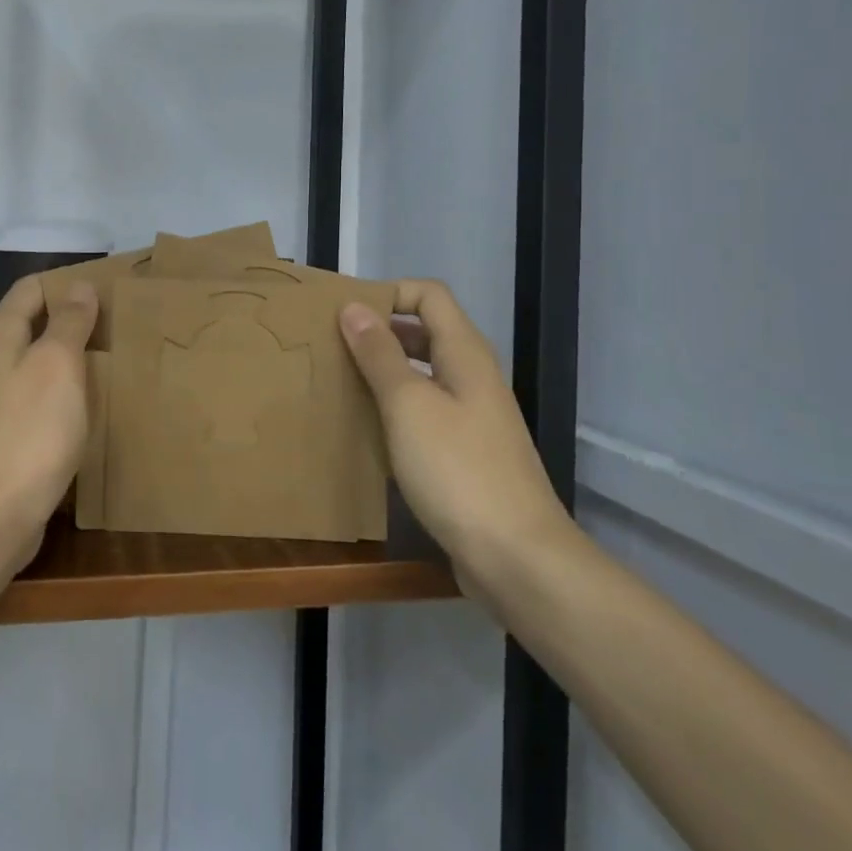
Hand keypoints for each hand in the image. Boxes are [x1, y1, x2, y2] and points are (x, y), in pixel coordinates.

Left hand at [0, 275, 98, 535]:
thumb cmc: (31, 427)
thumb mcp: (58, 363)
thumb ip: (69, 321)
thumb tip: (78, 286)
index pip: (31, 288)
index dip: (67, 284)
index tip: (108, 292)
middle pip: (31, 325)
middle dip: (71, 323)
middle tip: (116, 328)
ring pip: (34, 364)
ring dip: (68, 361)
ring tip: (110, 364)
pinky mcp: (1, 435)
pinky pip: (35, 399)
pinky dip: (60, 395)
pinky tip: (86, 407)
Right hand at [340, 281, 570, 581]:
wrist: (518, 557)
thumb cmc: (458, 470)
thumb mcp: (408, 405)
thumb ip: (380, 354)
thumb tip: (354, 307)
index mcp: (465, 354)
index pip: (429, 295)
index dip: (389, 293)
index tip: (345, 314)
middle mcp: (473, 376)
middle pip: (426, 331)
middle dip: (380, 331)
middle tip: (333, 345)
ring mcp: (474, 417)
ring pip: (424, 373)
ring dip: (385, 371)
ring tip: (340, 382)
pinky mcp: (467, 453)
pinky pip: (426, 411)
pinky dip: (396, 408)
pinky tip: (368, 428)